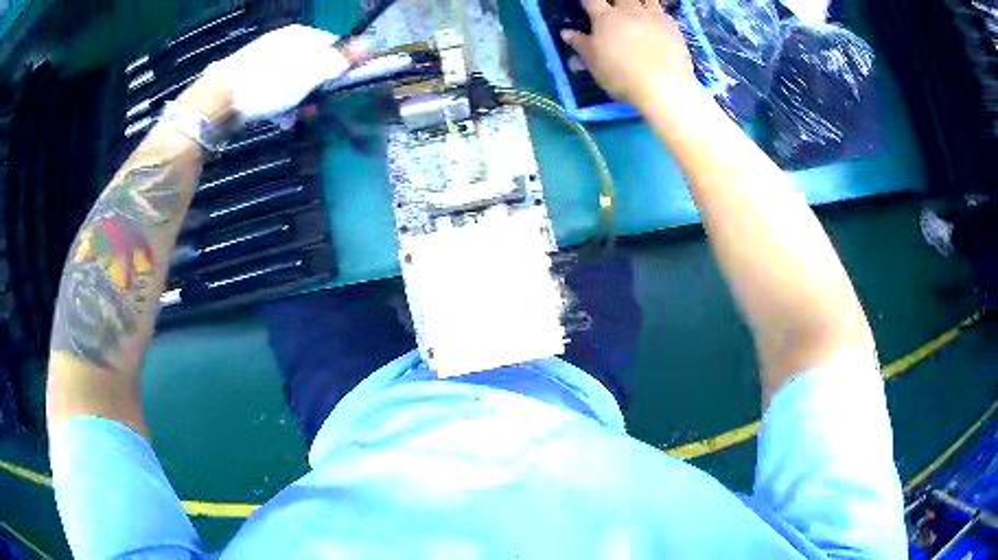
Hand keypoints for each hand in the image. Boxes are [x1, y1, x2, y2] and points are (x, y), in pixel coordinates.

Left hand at [202, 24, 365, 121]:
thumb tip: (367, 46)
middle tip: (310, 110)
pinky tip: (274, 117)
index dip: (337, 68)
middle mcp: (283, 42)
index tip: (334, 89)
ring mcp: (264, 58)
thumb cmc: (268, 85)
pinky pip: (272, 87)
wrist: (217, 101)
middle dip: (314, 90)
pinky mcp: (248, 77)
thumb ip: (339, 60)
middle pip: (311, 65)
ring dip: (296, 101)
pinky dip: (277, 103)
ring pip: (291, 79)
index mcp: (300, 35)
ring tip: (289, 120)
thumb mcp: (310, 74)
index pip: (332, 46)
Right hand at [562, 0, 695, 108]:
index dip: (587, 1)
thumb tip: (566, 32)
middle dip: (614, 0)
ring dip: (638, 1)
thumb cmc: (622, 76)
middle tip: (613, 7)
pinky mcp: (672, 26)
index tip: (586, 5)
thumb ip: (581, 45)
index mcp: (605, 18)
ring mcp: (653, 16)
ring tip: (635, 8)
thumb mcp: (594, 64)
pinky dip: (657, 11)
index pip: (591, 0)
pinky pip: (663, 11)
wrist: (664, 86)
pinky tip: (657, 17)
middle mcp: (629, 11)